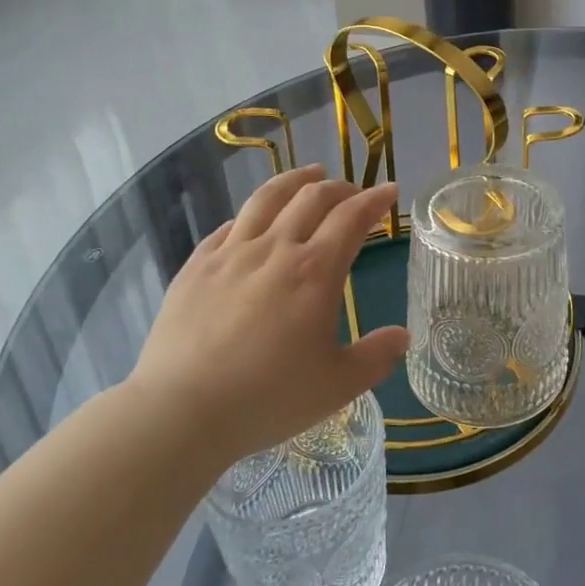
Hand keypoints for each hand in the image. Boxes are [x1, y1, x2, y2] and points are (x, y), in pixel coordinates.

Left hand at [130, 166, 408, 463]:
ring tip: (309, 174)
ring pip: (267, 198)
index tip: (389, 190)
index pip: (351, 218)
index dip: (374, 200)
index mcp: (315, 271)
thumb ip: (376, 357)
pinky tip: (253, 220)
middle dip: (340, 187)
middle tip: (354, 192)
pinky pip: (229, 226)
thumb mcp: (337, 385)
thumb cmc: (268, 397)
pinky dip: (252, 214)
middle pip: (311, 198)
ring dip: (295, 180)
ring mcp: (231, 254)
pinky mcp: (196, 267)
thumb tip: (403, 336)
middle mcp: (275, 249)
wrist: (181, 411)